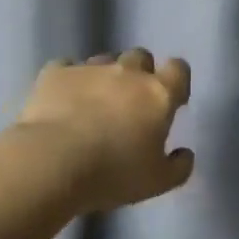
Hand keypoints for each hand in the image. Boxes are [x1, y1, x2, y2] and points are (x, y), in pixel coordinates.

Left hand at [17, 49, 194, 212]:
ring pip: (104, 60)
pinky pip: (66, 67)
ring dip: (104, 76)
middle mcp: (127, 72)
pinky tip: (62, 99)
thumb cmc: (114, 173)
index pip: (178, 69)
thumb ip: (179, 166)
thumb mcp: (158, 182)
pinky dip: (68, 80)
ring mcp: (89, 68)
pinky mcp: (55, 73)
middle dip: (139, 73)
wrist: (53, 162)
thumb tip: (185, 153)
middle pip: (140, 57)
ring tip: (93, 103)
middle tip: (131, 102)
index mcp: (158, 94)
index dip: (176, 81)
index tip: (172, 101)